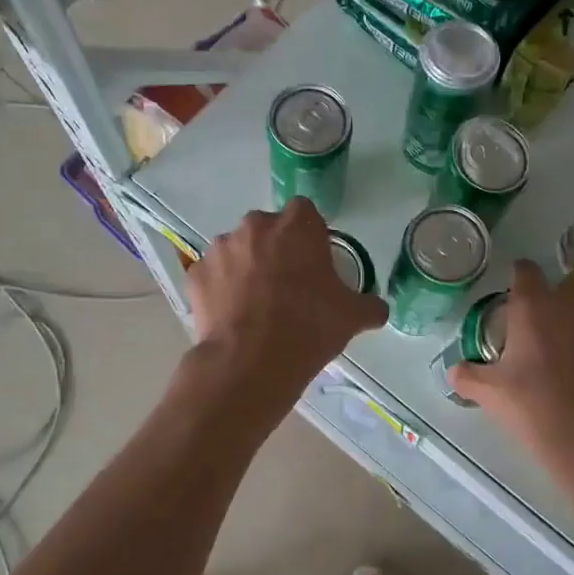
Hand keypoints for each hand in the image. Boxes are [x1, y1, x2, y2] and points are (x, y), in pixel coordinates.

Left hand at [187, 199, 387, 390]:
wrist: (251, 362)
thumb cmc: (309, 327)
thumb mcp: (352, 317)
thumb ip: (369, 305)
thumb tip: (377, 309)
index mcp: (297, 225)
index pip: (305, 213)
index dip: (310, 236)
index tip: (314, 263)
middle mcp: (256, 226)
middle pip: (268, 229)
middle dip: (276, 249)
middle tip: (287, 286)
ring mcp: (220, 248)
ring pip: (238, 250)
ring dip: (246, 267)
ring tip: (256, 305)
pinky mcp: (196, 274)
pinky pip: (213, 276)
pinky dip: (221, 289)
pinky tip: (232, 316)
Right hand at [448, 261, 573, 465]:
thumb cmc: (537, 409)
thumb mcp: (492, 395)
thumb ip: (469, 376)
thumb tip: (453, 371)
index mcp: (533, 305)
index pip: (524, 271)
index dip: (522, 282)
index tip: (521, 300)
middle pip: (565, 290)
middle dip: (560, 308)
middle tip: (554, 341)